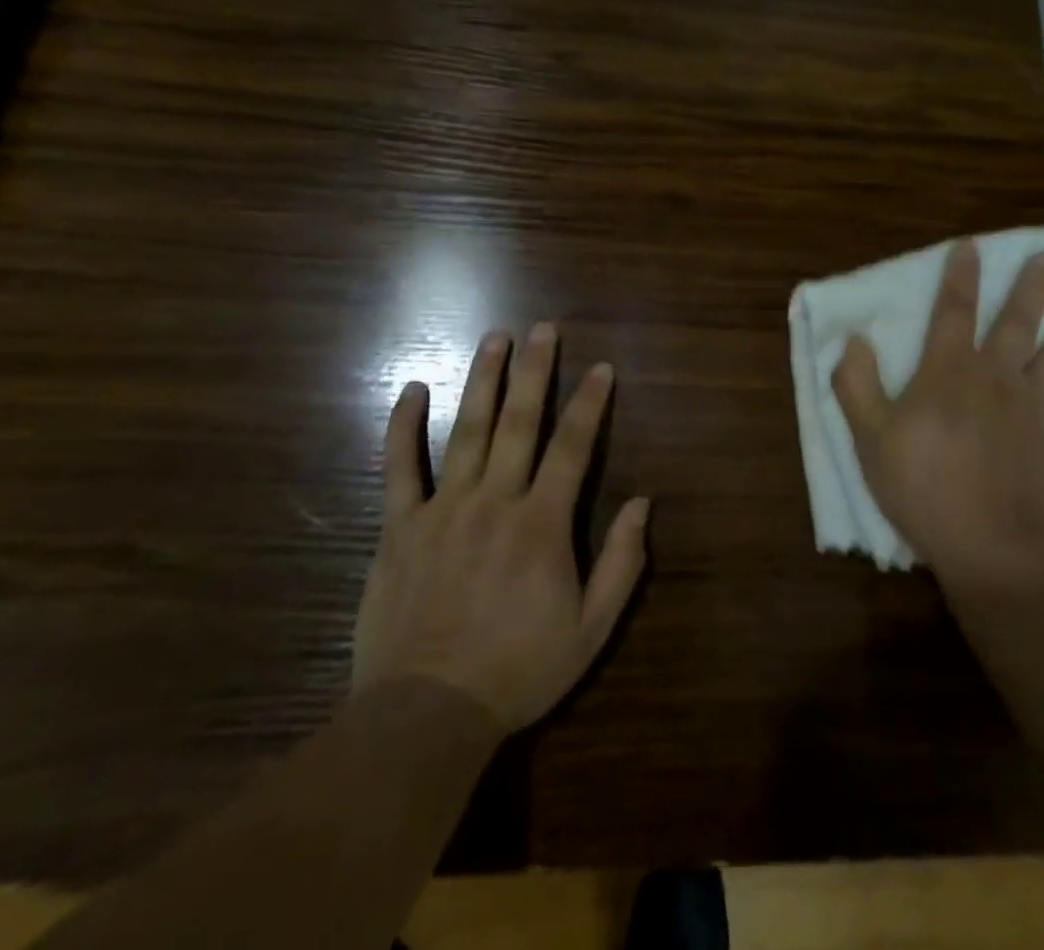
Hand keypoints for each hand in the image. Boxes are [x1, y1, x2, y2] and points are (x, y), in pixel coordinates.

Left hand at [351, 324, 650, 730]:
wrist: (426, 714)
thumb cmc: (518, 670)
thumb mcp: (591, 629)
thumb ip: (622, 564)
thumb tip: (643, 502)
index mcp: (542, 523)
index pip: (573, 446)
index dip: (589, 402)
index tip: (600, 367)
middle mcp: (495, 502)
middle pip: (519, 422)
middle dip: (535, 371)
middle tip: (543, 329)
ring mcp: (443, 510)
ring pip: (466, 430)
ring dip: (483, 380)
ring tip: (494, 338)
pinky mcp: (400, 528)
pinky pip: (399, 468)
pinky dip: (403, 426)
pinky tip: (411, 389)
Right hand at [833, 241, 1043, 593]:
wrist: (988, 544)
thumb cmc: (922, 488)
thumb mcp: (870, 438)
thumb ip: (857, 385)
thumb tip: (855, 339)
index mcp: (949, 372)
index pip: (954, 311)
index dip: (960, 276)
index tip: (972, 246)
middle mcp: (996, 377)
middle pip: (1018, 322)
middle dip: (1032, 287)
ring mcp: (1033, 407)